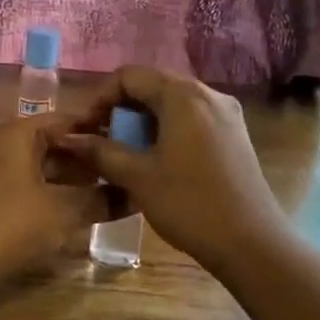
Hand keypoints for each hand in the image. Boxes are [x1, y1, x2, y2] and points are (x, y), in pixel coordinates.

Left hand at [0, 113, 116, 291]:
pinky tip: (2, 202)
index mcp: (15, 135)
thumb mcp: (64, 212)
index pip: (62, 122)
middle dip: (73, 162)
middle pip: (39, 146)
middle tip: (106, 180)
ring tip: (76, 198)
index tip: (118, 150)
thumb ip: (100, 200)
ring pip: (14, 168)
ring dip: (44, 180)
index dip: (92, 134)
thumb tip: (131, 194)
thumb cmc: (10, 225)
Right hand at [59, 66, 287, 268]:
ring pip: (172, 104)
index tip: (85, 129)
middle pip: (152, 86)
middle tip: (101, 141)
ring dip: (143, 122)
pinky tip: (156, 161)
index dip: (100, 97)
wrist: (252, 243)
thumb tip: (67, 138)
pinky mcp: (234, 135)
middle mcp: (207, 94)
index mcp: (183, 95)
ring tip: (124, 154)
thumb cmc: (189, 204)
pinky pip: (191, 119)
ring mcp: (225, 114)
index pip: (130, 76)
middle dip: (121, 109)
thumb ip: (100, 151)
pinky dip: (167, 130)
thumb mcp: (138, 176)